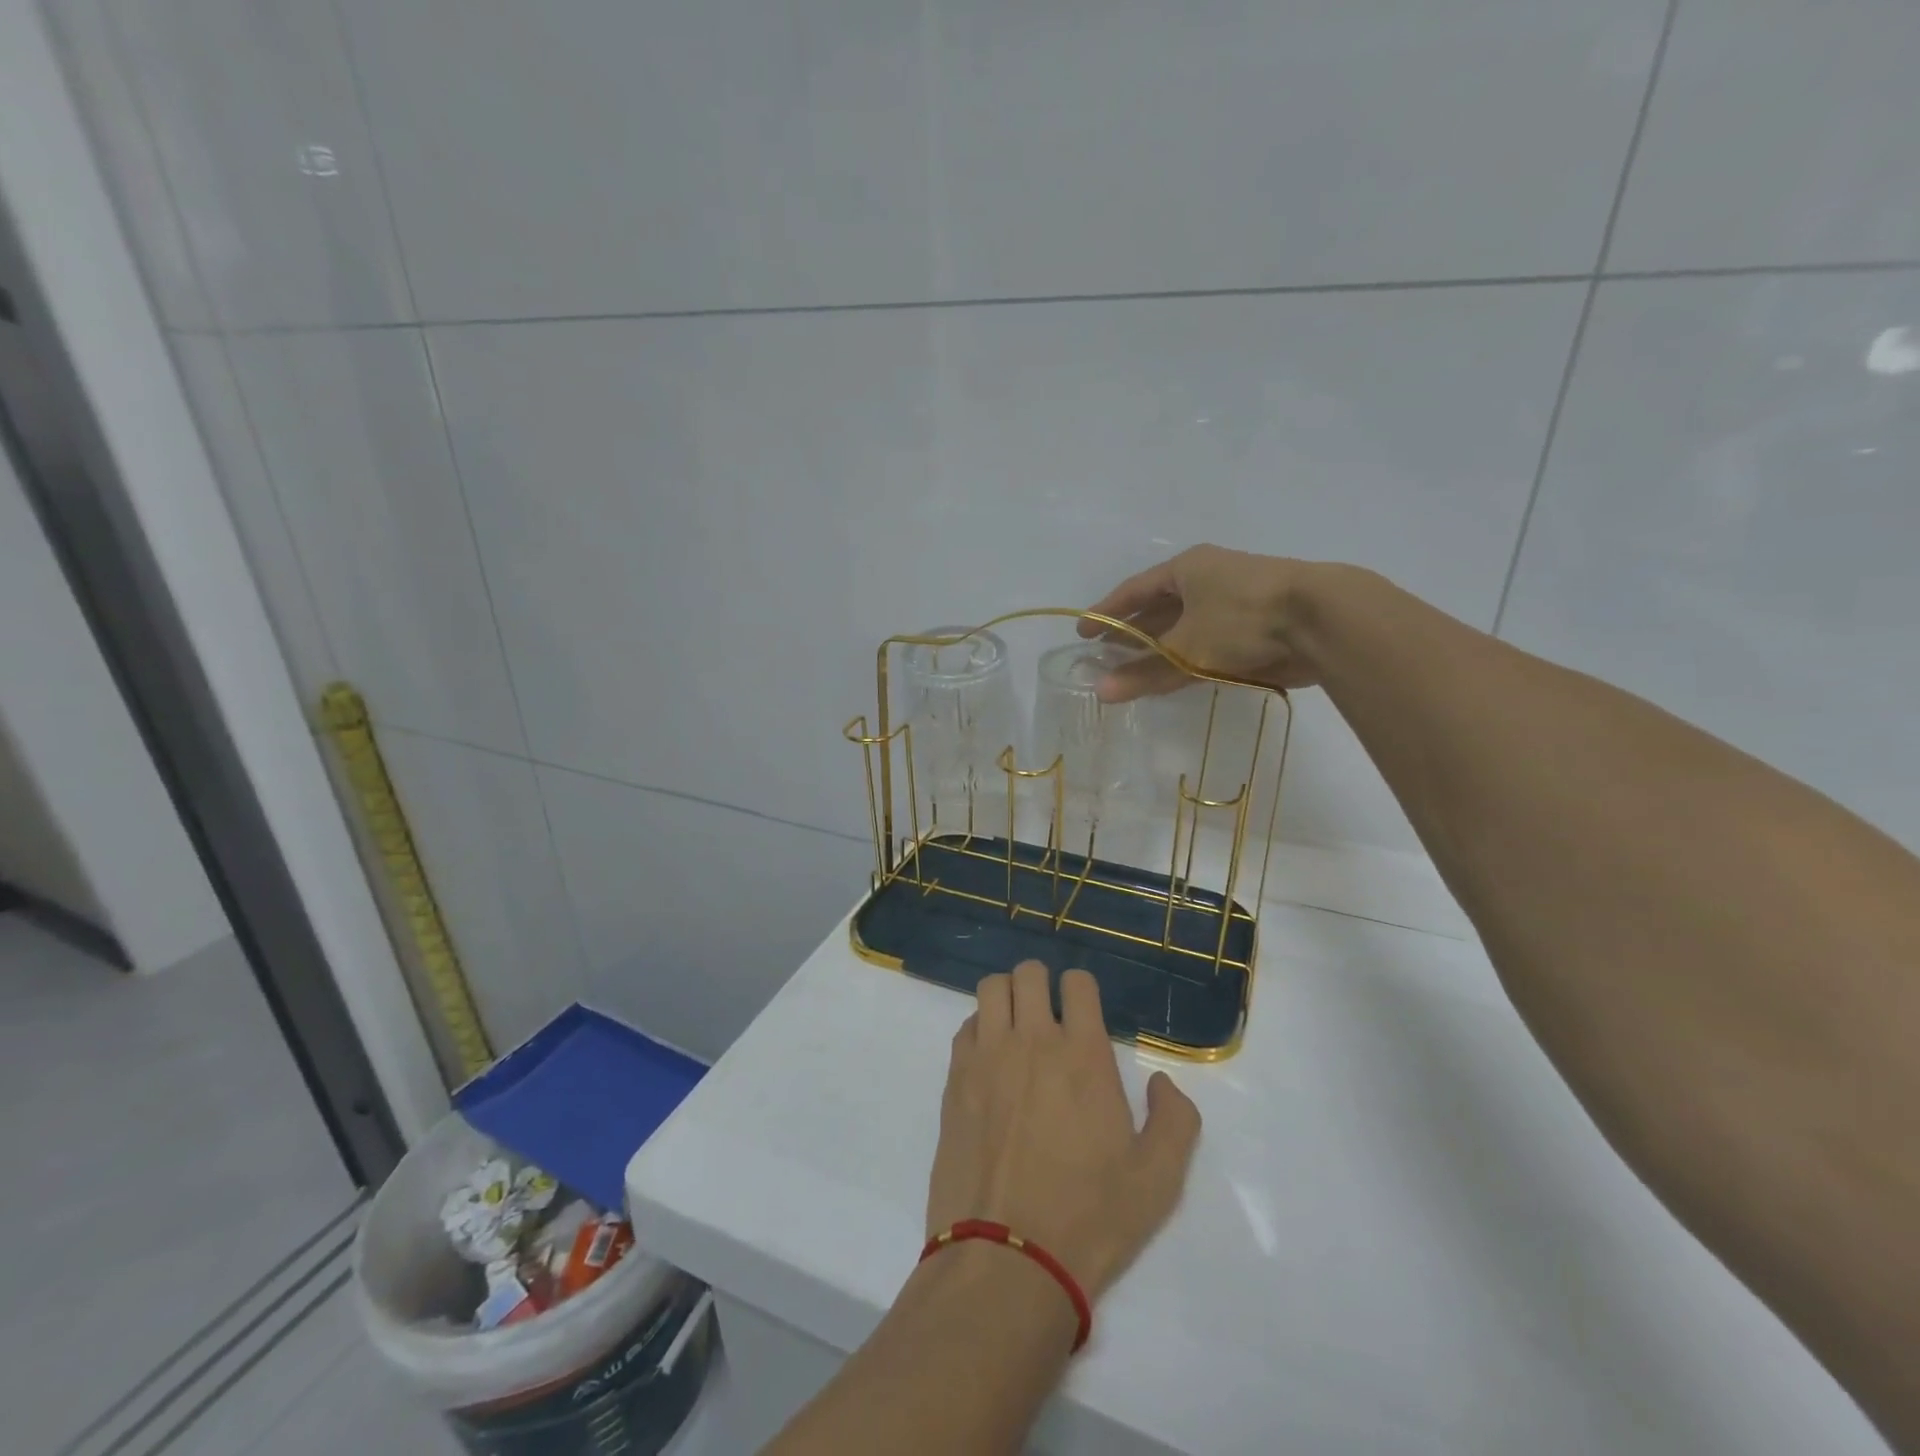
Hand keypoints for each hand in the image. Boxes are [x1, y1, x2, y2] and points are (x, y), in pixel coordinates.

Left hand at [928, 961, 1201, 1302]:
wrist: (1008, 1259)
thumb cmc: (1090, 1218)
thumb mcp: (1159, 1180)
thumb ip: (1175, 1120)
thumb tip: (1161, 1082)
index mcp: (1083, 1055)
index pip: (1078, 983)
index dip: (1083, 989)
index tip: (1085, 1014)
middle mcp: (1032, 1041)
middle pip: (1029, 973)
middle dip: (1042, 983)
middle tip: (1049, 1014)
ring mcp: (987, 1057)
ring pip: (991, 988)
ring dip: (1006, 996)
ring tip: (1016, 1026)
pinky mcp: (955, 1079)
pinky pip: (965, 1027)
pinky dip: (979, 1029)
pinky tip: (990, 1060)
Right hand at [1079, 543, 1328, 701]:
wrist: (1323, 620)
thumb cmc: (1243, 619)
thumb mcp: (1186, 647)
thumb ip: (1144, 672)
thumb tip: (1100, 693)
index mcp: (1187, 569)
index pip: (1134, 590)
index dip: (1107, 612)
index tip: (1083, 631)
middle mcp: (1208, 580)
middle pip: (1159, 609)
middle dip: (1132, 633)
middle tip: (1104, 656)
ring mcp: (1234, 602)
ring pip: (1185, 628)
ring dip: (1160, 649)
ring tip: (1132, 671)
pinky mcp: (1256, 627)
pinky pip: (1209, 643)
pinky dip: (1188, 660)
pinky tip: (1174, 677)